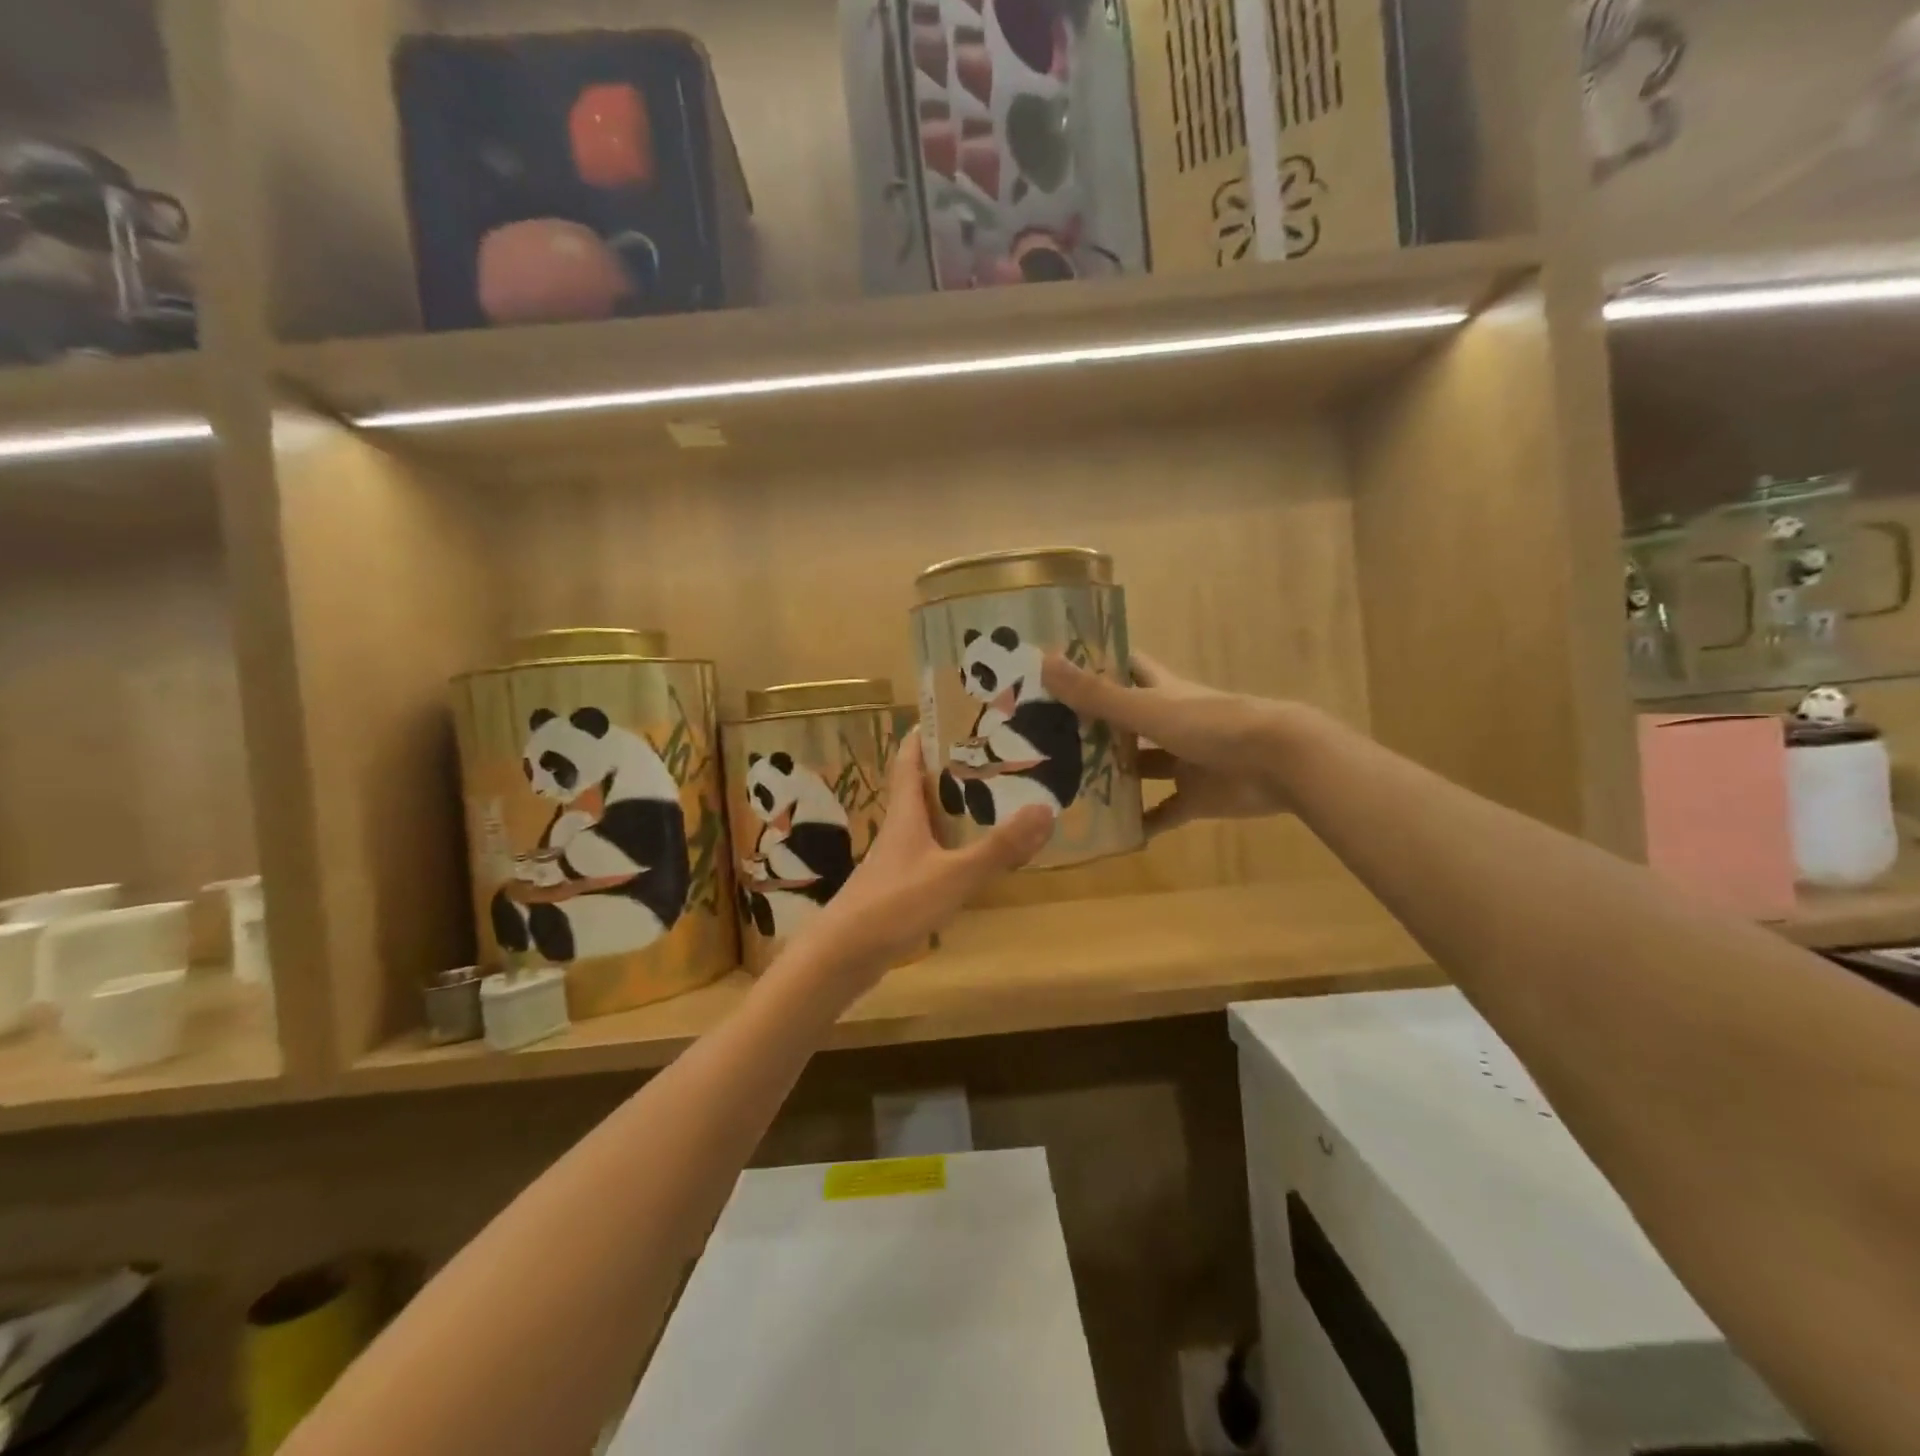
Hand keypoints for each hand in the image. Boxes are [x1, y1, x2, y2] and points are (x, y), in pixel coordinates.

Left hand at [794, 730, 1051, 982]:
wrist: (842, 958)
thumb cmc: (894, 905)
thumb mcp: (953, 875)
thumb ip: (998, 848)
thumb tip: (1045, 809)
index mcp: (904, 814)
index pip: (908, 761)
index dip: (924, 735)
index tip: (949, 714)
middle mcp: (898, 830)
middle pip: (920, 789)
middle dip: (950, 771)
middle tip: (991, 757)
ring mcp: (896, 861)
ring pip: (926, 823)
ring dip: (952, 810)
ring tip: (992, 801)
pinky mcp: (898, 889)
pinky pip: (929, 855)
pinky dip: (951, 847)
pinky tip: (972, 857)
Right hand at [1042, 652, 1294, 838]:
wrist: (1278, 762)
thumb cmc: (1211, 725)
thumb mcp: (1146, 709)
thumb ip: (1096, 694)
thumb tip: (1043, 662)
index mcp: (1161, 691)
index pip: (1125, 667)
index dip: (1097, 664)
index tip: (1058, 669)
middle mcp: (1170, 723)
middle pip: (1126, 721)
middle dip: (1092, 727)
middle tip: (1045, 738)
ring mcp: (1184, 761)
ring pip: (1141, 767)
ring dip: (1112, 776)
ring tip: (1065, 786)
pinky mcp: (1196, 797)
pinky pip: (1163, 812)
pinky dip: (1142, 822)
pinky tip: (1111, 833)